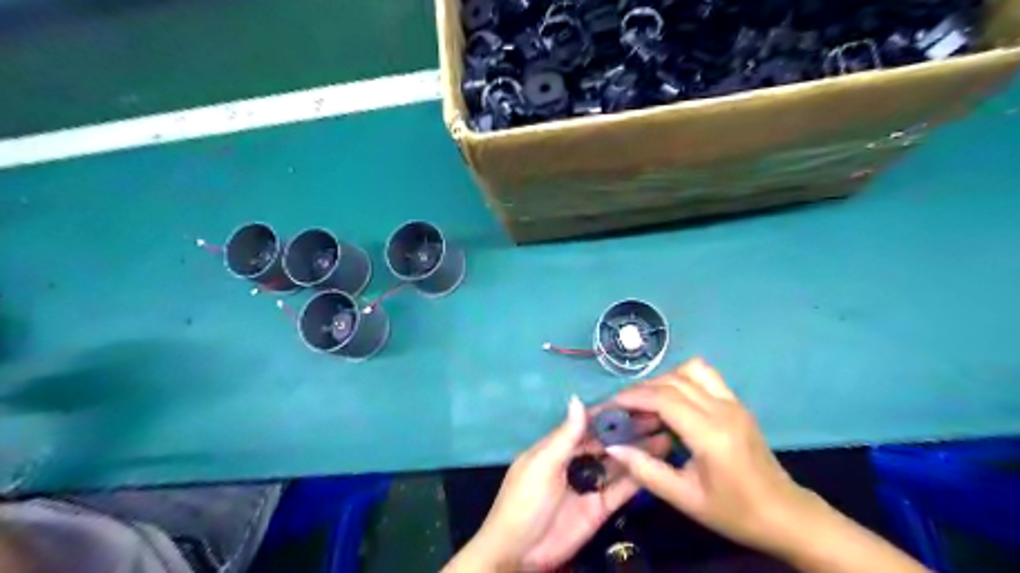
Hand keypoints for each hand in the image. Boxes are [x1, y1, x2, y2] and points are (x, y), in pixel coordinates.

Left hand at [446, 395, 671, 569]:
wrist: (519, 554)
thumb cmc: (524, 502)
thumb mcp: (541, 465)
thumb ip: (564, 436)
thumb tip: (577, 399)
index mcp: (558, 447)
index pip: (587, 424)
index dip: (609, 412)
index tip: (635, 399)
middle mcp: (576, 461)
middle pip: (606, 441)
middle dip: (629, 429)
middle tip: (660, 416)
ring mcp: (589, 485)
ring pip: (618, 463)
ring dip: (639, 450)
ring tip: (666, 436)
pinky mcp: (600, 508)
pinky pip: (622, 489)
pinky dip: (639, 477)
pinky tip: (658, 465)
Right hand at [604, 359, 814, 555]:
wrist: (786, 515)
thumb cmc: (735, 512)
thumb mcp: (685, 498)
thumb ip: (646, 470)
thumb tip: (613, 447)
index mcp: (710, 434)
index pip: (664, 399)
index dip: (634, 397)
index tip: (611, 405)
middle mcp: (723, 409)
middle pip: (674, 380)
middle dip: (643, 388)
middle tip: (623, 407)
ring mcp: (733, 402)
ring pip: (691, 370)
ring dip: (664, 379)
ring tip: (649, 402)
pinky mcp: (737, 403)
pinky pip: (705, 376)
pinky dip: (682, 379)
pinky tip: (672, 402)